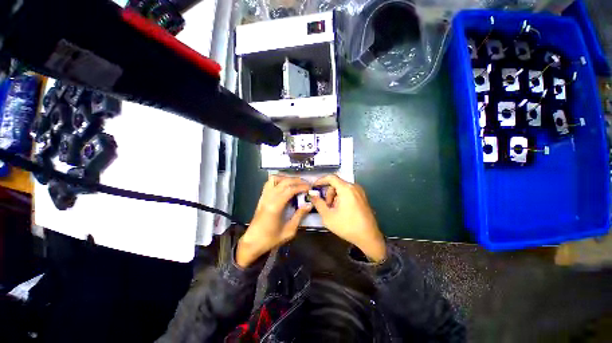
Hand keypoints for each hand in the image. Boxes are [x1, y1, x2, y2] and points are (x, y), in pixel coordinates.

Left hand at [236, 175, 311, 267]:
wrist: (252, 242)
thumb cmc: (271, 239)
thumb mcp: (289, 230)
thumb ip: (299, 215)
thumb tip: (309, 204)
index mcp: (275, 206)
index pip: (290, 189)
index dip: (302, 187)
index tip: (310, 188)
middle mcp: (269, 198)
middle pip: (284, 181)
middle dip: (297, 180)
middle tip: (306, 184)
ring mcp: (264, 196)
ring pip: (275, 179)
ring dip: (287, 178)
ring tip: (296, 183)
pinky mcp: (262, 197)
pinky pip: (269, 183)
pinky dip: (278, 180)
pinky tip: (284, 185)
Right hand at [310, 175, 385, 261]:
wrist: (369, 237)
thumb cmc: (347, 226)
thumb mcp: (328, 216)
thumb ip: (318, 203)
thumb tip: (312, 195)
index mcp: (346, 189)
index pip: (331, 177)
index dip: (321, 180)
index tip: (315, 187)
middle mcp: (354, 187)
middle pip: (336, 183)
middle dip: (328, 193)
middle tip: (326, 206)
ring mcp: (360, 192)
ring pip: (342, 188)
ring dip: (335, 196)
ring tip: (334, 210)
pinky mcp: (363, 197)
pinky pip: (348, 192)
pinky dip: (342, 197)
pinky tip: (341, 210)